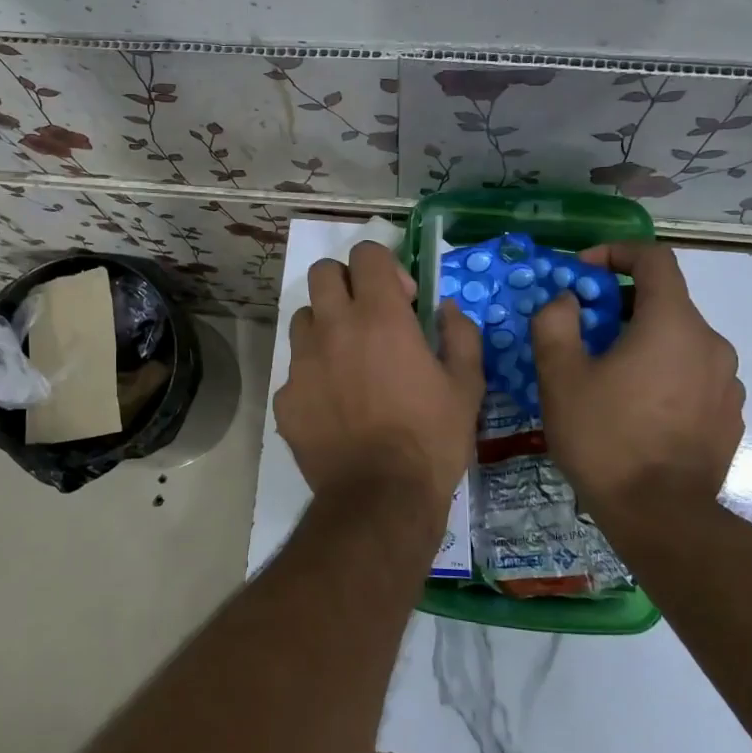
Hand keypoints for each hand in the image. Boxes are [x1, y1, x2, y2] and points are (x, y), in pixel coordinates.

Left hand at [274, 240, 485, 507]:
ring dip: (325, 327)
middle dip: (346, 283)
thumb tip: (446, 307)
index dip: (385, 268)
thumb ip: (460, 335)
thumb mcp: (466, 386)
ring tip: (347, 361)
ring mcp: (302, 362)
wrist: (380, 498)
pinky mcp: (285, 397)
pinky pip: (295, 370)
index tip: (403, 300)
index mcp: (380, 317)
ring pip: (304, 318)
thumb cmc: (431, 439)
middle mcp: (334, 328)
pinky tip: (333, 407)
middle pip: (323, 273)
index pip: (366, 254)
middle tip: (368, 317)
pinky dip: (312, 376)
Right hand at [530, 242, 742, 520]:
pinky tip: (635, 408)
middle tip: (583, 331)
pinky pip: (692, 374)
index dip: (616, 253)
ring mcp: (727, 382)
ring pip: (679, 340)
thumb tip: (567, 300)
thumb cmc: (604, 437)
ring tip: (606, 374)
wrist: (660, 516)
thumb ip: (555, 322)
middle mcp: (710, 343)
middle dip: (620, 304)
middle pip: (666, 301)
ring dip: (642, 341)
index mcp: (672, 324)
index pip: (654, 259)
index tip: (583, 272)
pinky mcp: (729, 415)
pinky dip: (663, 373)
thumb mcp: (559, 375)